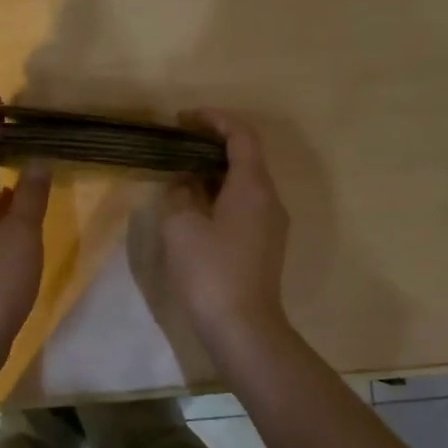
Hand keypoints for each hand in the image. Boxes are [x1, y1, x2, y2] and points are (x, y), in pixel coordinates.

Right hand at [160, 111, 291, 348]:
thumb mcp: (181, 226)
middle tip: (177, 143)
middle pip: (246, 156)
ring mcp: (271, 224)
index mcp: (253, 186)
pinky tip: (195, 206)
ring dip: (214, 171)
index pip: (241, 135)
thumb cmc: (210, 272)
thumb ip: (180, 193)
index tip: (183, 118)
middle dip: (212, 144)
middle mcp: (269, 199)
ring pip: (244, 182)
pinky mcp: (264, 244)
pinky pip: (244, 204)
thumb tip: (185, 182)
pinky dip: (220, 194)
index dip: (214, 119)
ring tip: (180, 172)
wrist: (243, 329)